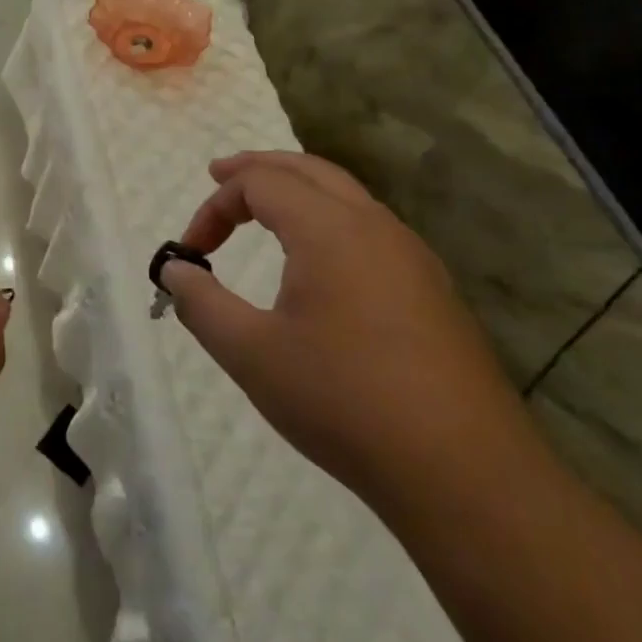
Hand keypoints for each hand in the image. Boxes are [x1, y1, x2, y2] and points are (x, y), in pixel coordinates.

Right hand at [161, 150, 528, 504]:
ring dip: (297, 191)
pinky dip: (329, 220)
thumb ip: (202, 304)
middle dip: (258, 168)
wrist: (465, 474)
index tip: (192, 253)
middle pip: (309, 170)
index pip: (260, 183)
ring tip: (264, 210)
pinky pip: (370, 230)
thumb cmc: (344, 402)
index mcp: (329, 229)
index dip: (216, 207)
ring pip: (346, 196)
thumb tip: (175, 270)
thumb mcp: (251, 354)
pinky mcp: (433, 292)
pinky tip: (319, 262)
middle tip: (218, 175)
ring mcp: (413, 258)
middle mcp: (375, 227)